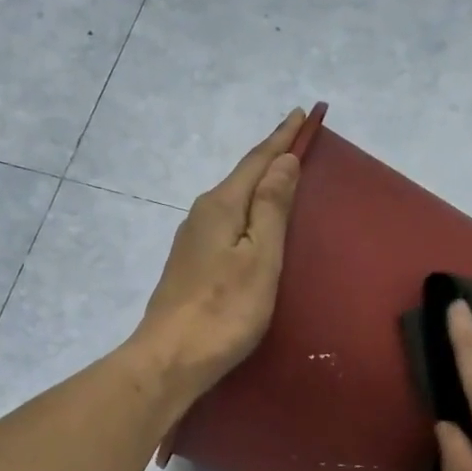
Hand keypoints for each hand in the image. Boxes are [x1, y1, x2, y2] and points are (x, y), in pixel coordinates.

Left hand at [131, 108, 304, 399]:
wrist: (170, 358)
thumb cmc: (224, 311)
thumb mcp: (259, 258)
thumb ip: (271, 208)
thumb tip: (282, 162)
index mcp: (221, 206)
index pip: (257, 162)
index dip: (282, 139)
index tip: (301, 112)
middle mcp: (201, 215)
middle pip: (241, 179)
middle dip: (269, 159)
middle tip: (295, 141)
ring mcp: (191, 242)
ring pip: (231, 203)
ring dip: (256, 187)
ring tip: (279, 178)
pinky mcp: (189, 267)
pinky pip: (224, 226)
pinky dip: (244, 214)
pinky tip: (250, 224)